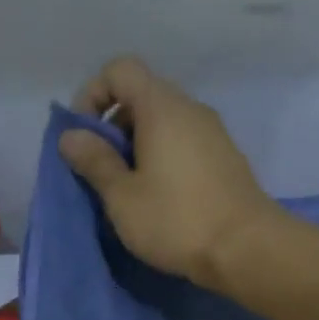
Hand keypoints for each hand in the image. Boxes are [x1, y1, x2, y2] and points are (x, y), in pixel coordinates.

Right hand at [60, 56, 284, 286]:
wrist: (248, 249)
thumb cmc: (176, 220)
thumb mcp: (122, 196)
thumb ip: (94, 160)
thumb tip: (70, 136)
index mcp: (162, 107)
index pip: (120, 70)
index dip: (93, 95)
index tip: (84, 137)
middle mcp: (190, 109)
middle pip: (142, 95)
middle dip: (113, 125)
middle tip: (102, 169)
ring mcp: (213, 132)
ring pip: (164, 122)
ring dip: (137, 145)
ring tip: (128, 188)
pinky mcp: (225, 158)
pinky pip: (183, 142)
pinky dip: (161, 156)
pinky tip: (158, 196)